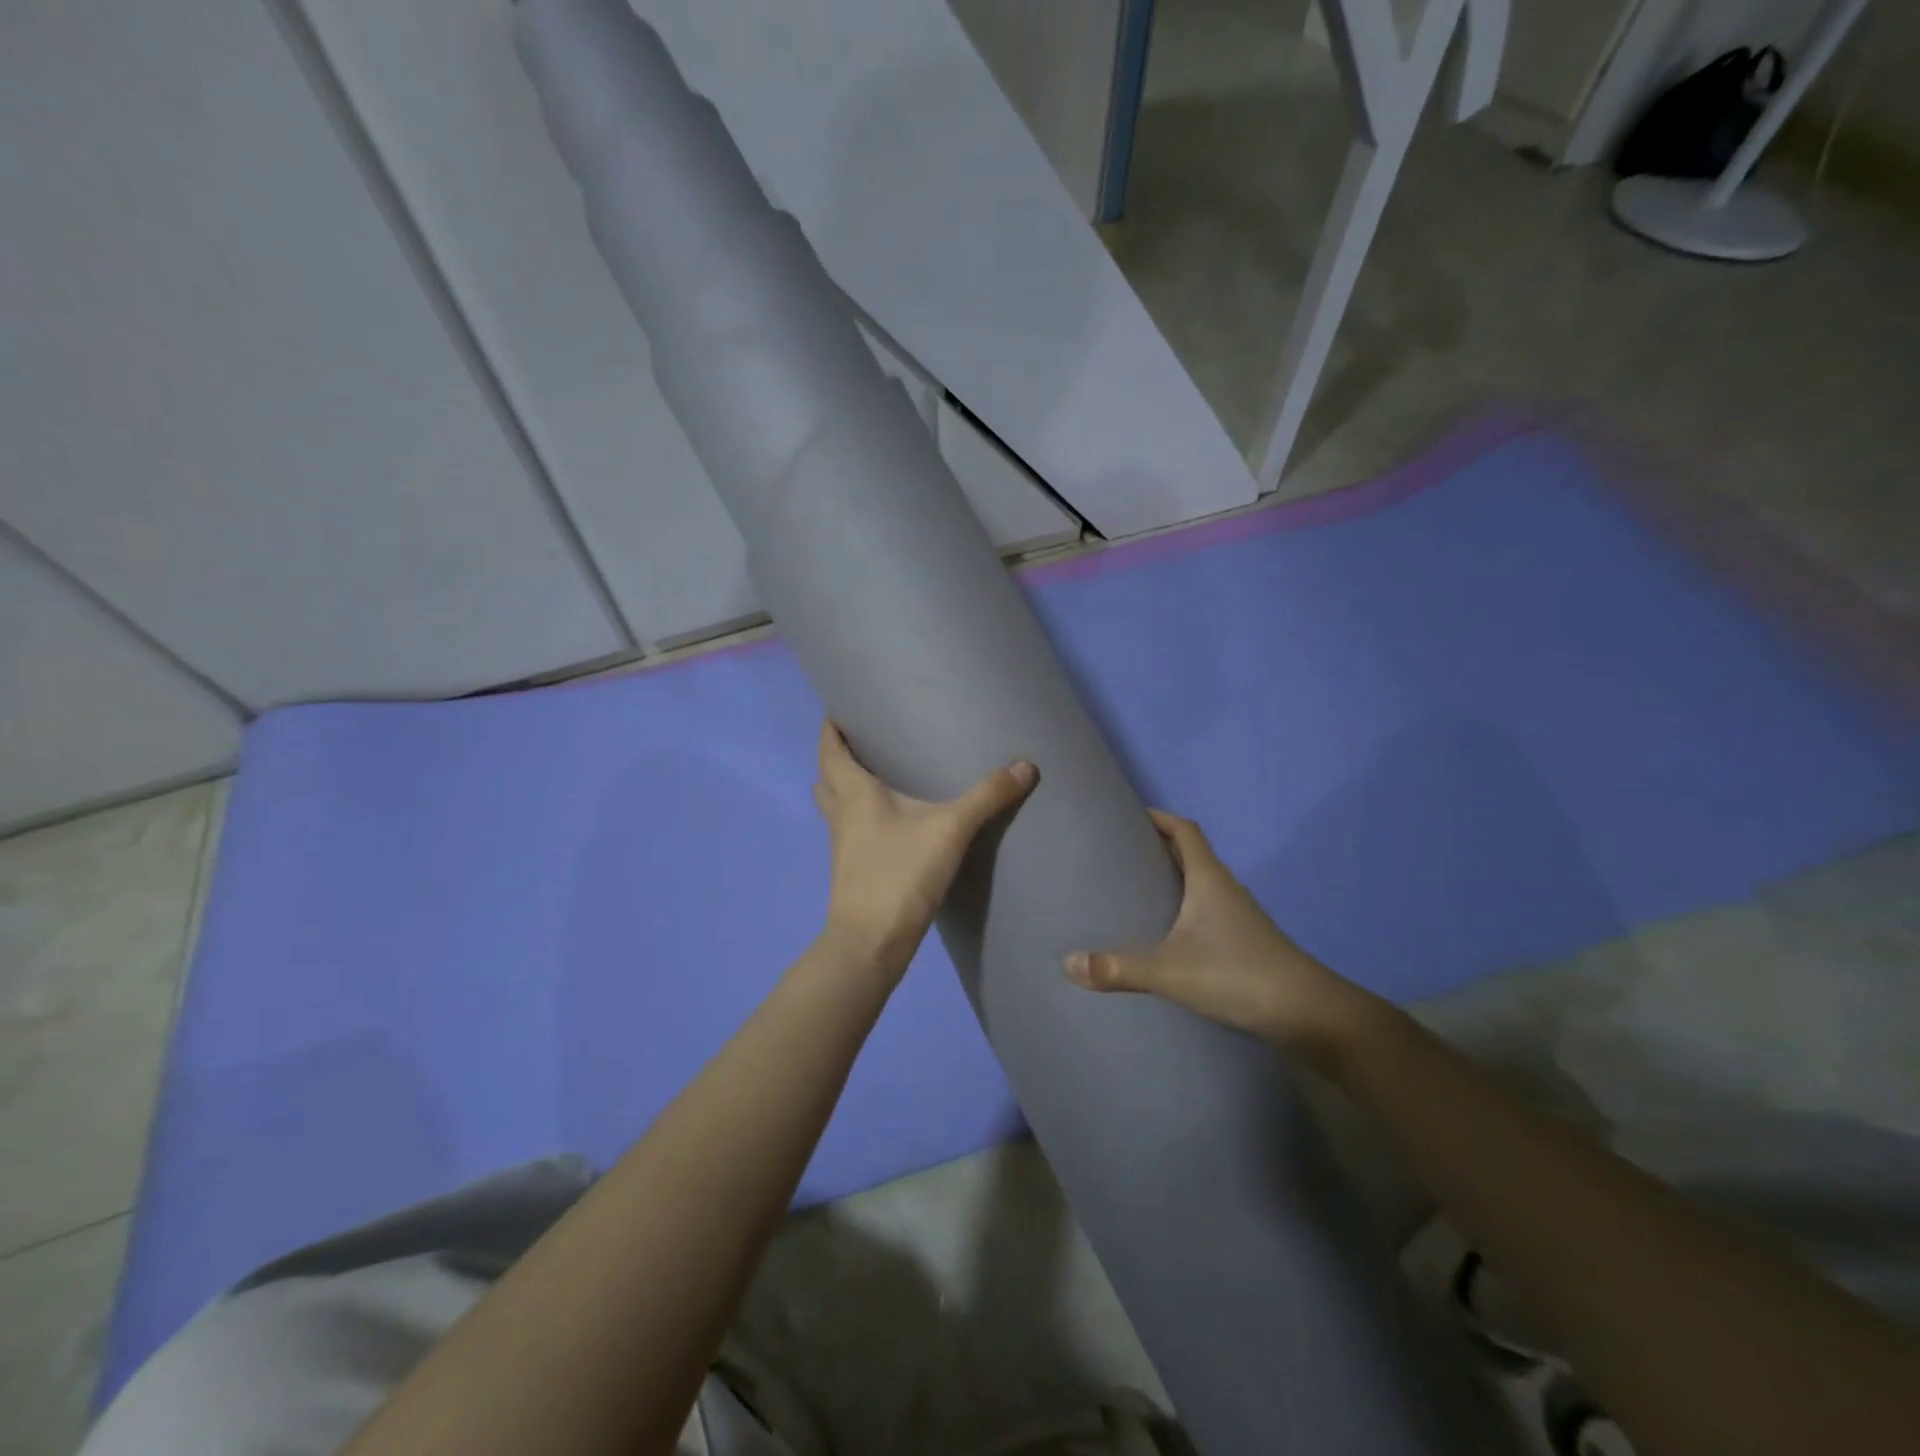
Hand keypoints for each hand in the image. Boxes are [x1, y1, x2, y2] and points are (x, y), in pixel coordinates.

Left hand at [814, 721, 1036, 977]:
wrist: (871, 941)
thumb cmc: (900, 873)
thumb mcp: (950, 829)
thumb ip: (986, 797)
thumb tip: (1025, 766)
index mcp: (853, 793)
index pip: (830, 750)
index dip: (830, 729)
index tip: (838, 710)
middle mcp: (841, 814)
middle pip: (827, 778)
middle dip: (837, 758)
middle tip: (862, 742)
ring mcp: (842, 845)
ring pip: (835, 807)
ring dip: (845, 789)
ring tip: (875, 777)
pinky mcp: (852, 870)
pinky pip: (849, 831)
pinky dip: (860, 818)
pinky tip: (889, 823)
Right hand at [1062, 810, 1377, 1063]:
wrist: (1310, 1015)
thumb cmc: (1239, 975)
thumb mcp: (1171, 971)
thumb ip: (1119, 968)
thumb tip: (1067, 963)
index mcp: (1209, 879)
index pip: (1184, 829)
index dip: (1158, 817)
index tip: (1125, 815)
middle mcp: (1225, 889)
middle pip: (1189, 854)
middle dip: (1154, 848)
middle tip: (1114, 855)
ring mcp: (1237, 917)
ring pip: (1198, 884)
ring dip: (1169, 879)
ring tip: (1130, 890)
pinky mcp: (1243, 943)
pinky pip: (1205, 911)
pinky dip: (1182, 910)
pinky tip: (1162, 933)